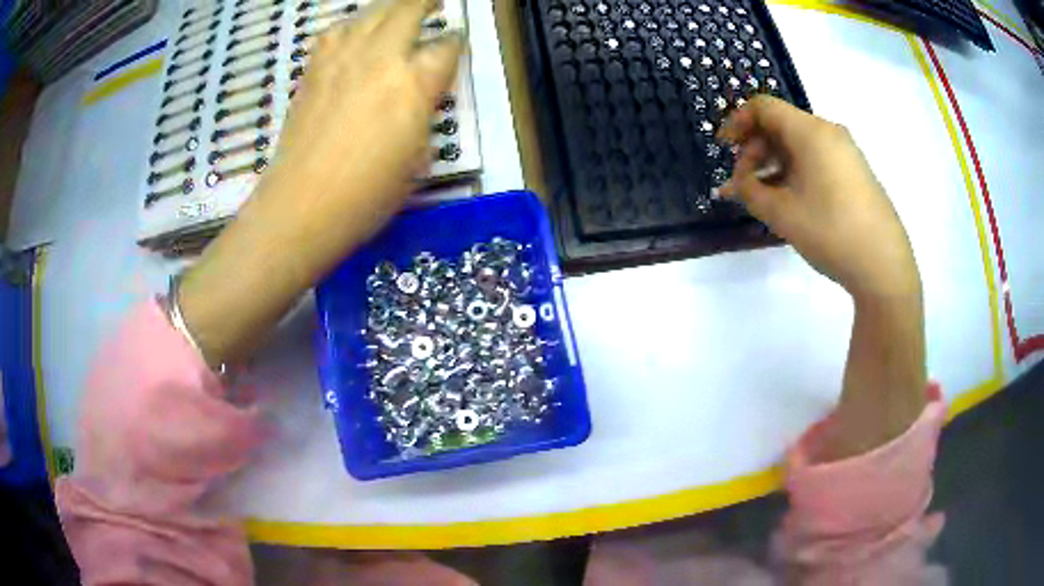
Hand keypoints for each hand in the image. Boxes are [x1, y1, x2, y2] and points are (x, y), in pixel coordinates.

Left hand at [254, 0, 462, 280]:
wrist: (302, 206)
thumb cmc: (367, 195)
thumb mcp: (417, 159)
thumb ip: (422, 115)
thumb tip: (418, 95)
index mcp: (414, 85)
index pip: (446, 47)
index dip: (455, 43)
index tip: (456, 44)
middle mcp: (380, 59)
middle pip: (408, 9)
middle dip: (426, 2)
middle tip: (435, 2)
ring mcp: (341, 60)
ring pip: (370, 13)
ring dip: (389, 7)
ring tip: (397, 10)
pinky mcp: (313, 71)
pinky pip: (334, 32)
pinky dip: (349, 26)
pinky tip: (353, 33)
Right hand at [719, 97, 926, 459]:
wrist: (892, 280)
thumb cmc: (839, 244)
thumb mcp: (785, 218)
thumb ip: (752, 195)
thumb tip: (732, 187)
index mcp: (815, 135)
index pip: (764, 106)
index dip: (736, 121)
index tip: (722, 147)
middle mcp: (835, 137)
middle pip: (783, 124)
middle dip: (756, 147)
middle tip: (743, 181)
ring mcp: (852, 160)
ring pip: (803, 147)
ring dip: (779, 166)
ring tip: (768, 201)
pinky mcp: (862, 182)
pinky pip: (821, 165)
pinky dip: (801, 177)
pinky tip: (798, 210)